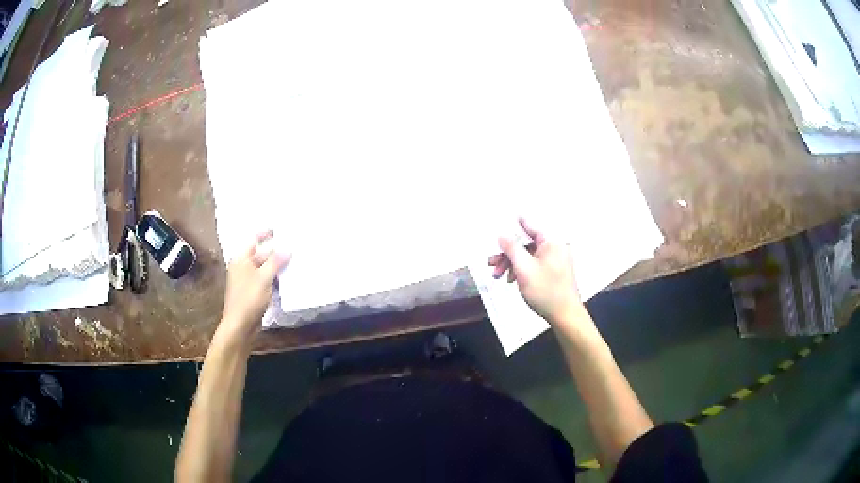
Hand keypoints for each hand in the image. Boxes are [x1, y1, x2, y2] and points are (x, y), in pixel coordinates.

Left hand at [219, 231, 290, 343]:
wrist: (239, 325)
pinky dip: (274, 279)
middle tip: (294, 248)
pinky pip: (264, 280)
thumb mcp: (264, 278)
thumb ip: (276, 262)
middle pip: (260, 254)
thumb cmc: (249, 298)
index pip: (254, 240)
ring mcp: (247, 280)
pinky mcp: (252, 292)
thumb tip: (287, 249)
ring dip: (276, 267)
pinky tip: (286, 280)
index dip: (265, 233)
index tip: (279, 229)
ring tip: (294, 262)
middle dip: (276, 252)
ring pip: (264, 268)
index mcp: (241, 259)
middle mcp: (242, 267)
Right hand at [488, 218, 581, 323]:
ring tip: (498, 276)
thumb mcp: (524, 268)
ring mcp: (557, 260)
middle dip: (508, 254)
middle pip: (527, 244)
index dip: (517, 222)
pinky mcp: (555, 272)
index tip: (509, 215)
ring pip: (529, 256)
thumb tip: (502, 234)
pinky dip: (523, 270)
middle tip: (492, 263)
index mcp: (551, 242)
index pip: (531, 226)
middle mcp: (556, 248)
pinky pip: (535, 265)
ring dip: (512, 264)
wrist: (565, 315)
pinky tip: (513, 281)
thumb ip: (511, 248)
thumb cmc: (546, 291)